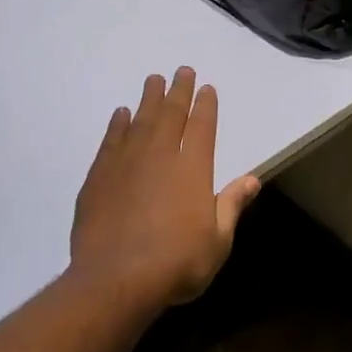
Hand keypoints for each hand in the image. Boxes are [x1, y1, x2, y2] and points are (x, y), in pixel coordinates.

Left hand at [70, 67, 261, 308]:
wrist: (115, 281)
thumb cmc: (176, 263)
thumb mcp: (218, 241)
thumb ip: (232, 205)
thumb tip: (252, 179)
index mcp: (193, 169)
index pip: (202, 127)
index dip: (205, 105)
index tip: (206, 88)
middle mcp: (161, 156)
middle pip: (171, 114)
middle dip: (178, 91)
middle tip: (181, 70)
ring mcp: (126, 164)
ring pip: (140, 121)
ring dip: (148, 99)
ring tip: (153, 80)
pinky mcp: (99, 177)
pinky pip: (111, 141)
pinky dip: (117, 124)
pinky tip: (120, 114)